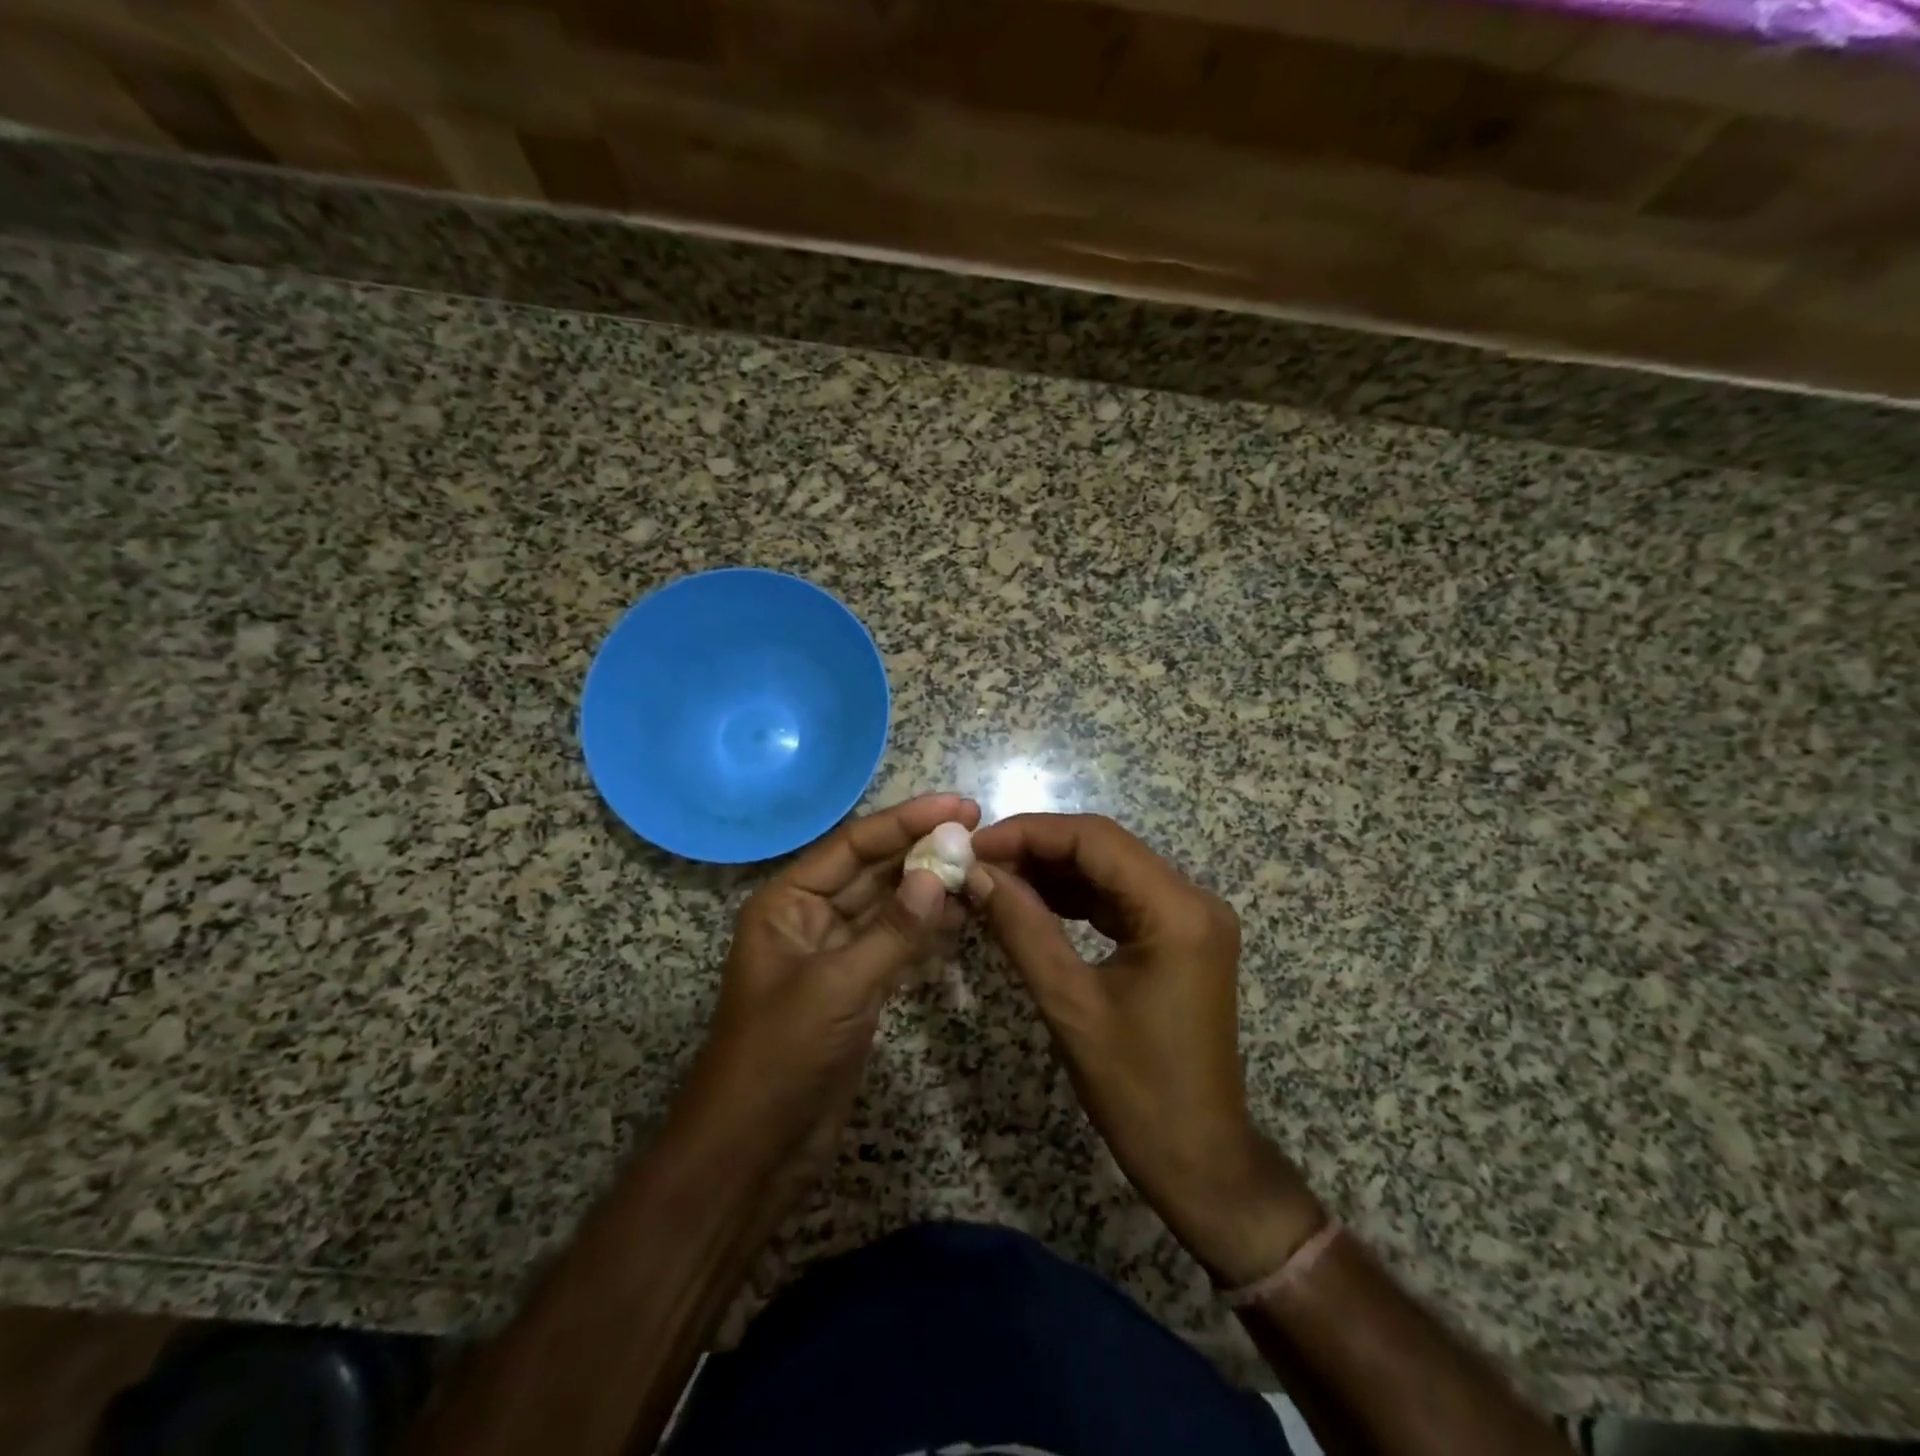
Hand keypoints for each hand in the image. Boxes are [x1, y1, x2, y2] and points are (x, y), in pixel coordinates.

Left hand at [676, 793, 979, 1183]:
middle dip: (922, 850)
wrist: (753, 1152)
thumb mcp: (838, 987)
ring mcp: (835, 954)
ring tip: (981, 869)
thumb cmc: (780, 1056)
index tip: (959, 807)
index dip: (907, 821)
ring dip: (930, 888)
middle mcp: (810, 918)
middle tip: (980, 832)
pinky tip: (964, 916)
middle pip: (873, 870)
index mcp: (788, 902)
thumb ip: (893, 930)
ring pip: (889, 907)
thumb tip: (938, 875)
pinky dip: (927, 931)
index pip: (854, 845)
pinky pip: (896, 944)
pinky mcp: (856, 988)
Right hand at [969, 812, 1322, 1283]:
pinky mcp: (1178, 939)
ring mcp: (1189, 918)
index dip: (1030, 833)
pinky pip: (1118, 900)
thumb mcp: (1070, 1005)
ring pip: (1109, 870)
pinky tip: (1029, 901)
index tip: (974, 844)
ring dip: (1052, 871)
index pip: (1095, 840)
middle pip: (1104, 848)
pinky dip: (1073, 897)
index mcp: (1178, 910)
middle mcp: (1192, 899)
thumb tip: (977, 874)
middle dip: (1037, 849)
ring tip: (993, 878)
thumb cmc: (1137, 1090)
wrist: (1200, 1161)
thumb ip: (1022, 929)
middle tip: (976, 861)